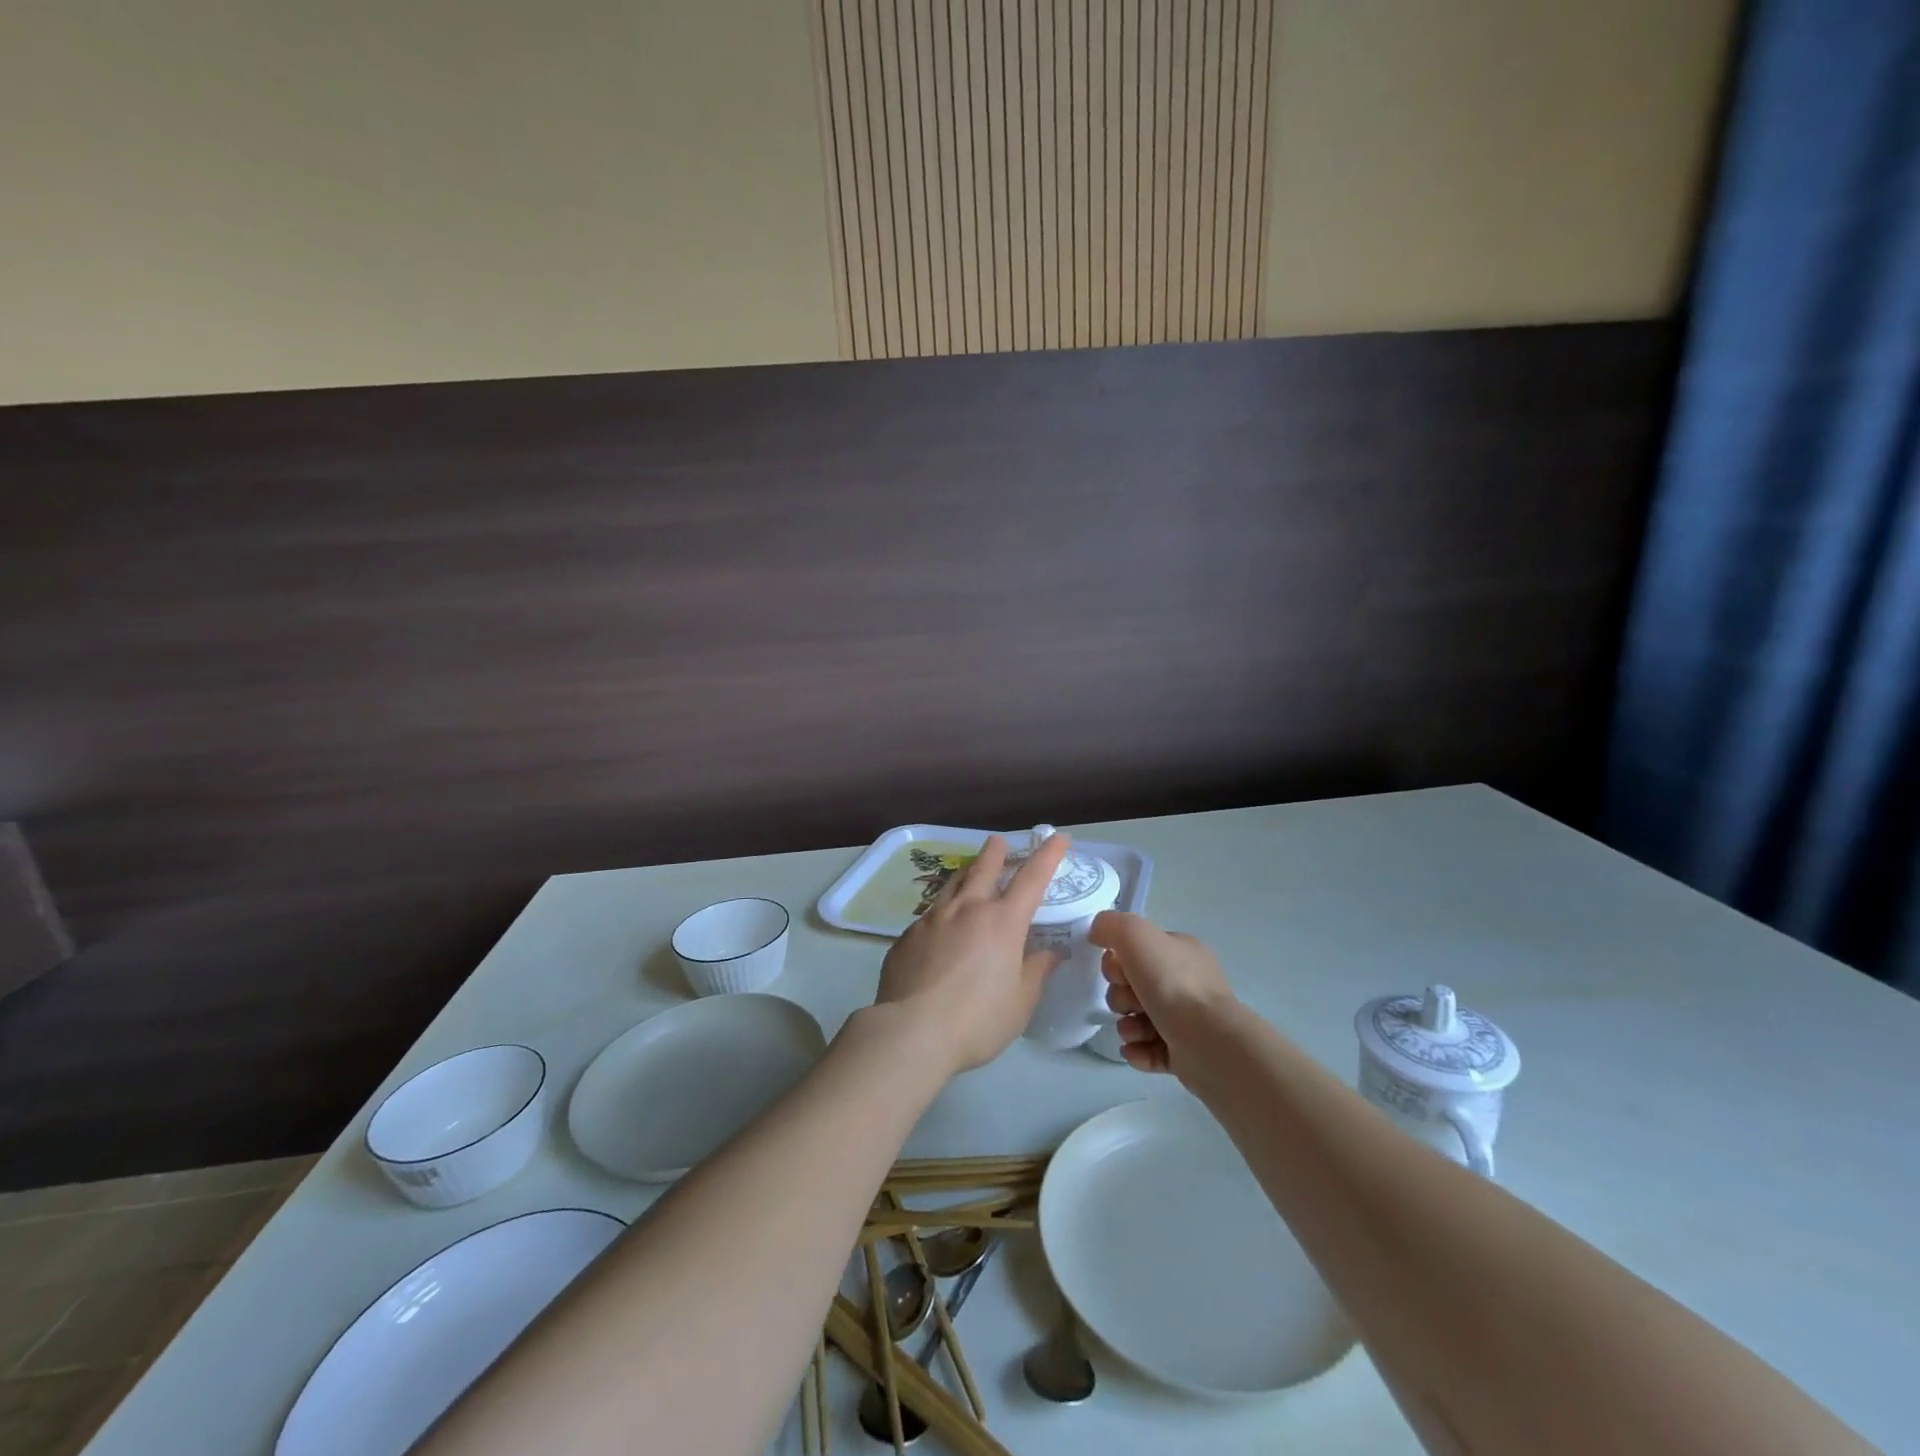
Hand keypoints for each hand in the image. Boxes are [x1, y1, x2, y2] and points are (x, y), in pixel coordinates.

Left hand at [871, 832, 1069, 1074]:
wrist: (911, 1032)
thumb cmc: (977, 1020)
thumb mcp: (1020, 1002)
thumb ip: (1035, 972)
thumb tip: (1050, 953)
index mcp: (1002, 922)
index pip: (1032, 879)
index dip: (1048, 855)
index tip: (1057, 837)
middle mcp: (967, 910)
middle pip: (983, 869)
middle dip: (995, 852)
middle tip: (998, 840)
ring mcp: (932, 919)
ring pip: (952, 886)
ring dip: (965, 874)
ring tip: (969, 872)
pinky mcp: (907, 936)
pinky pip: (929, 916)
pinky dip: (942, 913)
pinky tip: (939, 930)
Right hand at [1088, 911, 1236, 1075]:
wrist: (1208, 1041)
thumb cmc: (1172, 984)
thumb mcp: (1136, 936)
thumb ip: (1112, 925)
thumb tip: (1097, 932)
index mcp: (1181, 952)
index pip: (1139, 951)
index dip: (1119, 962)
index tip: (1119, 973)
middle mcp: (1187, 983)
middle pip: (1134, 987)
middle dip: (1121, 997)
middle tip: (1129, 1004)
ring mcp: (1188, 1020)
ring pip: (1139, 1019)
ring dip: (1127, 1026)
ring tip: (1133, 1032)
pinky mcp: (1185, 1053)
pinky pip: (1149, 1048)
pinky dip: (1137, 1049)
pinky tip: (1135, 1049)